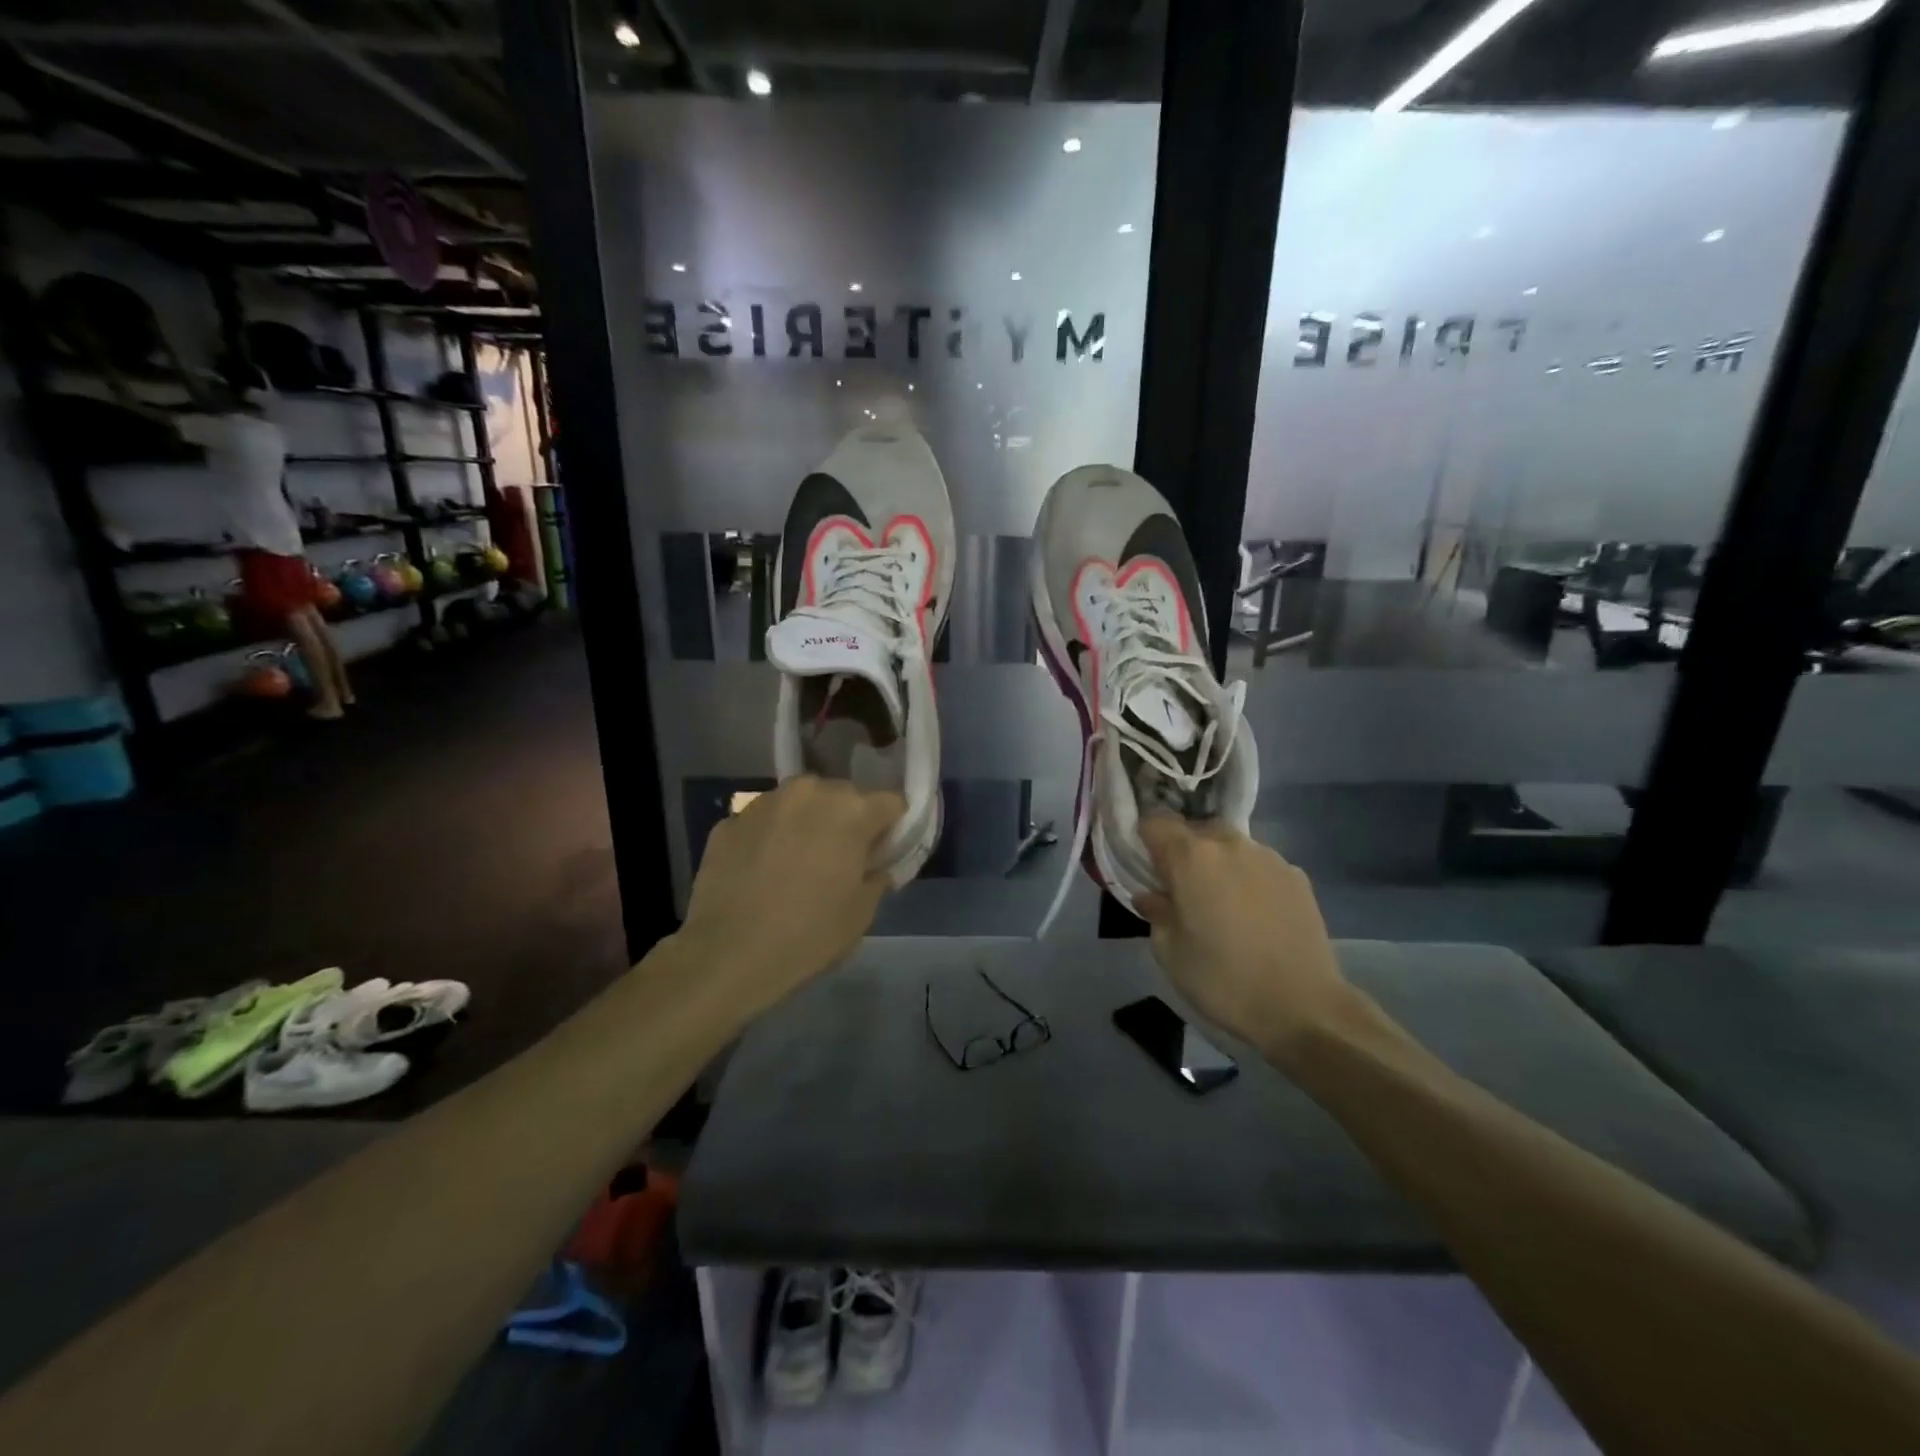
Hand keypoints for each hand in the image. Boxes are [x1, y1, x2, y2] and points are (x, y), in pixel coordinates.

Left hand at [678, 776, 903, 1016]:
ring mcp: (765, 802)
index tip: (882, 854)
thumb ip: (878, 875)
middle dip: (847, 821)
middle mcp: (810, 792)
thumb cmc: (809, 934)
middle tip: (839, 860)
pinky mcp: (729, 820)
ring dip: (806, 824)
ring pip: (800, 804)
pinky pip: (764, 822)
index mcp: (852, 810)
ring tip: (797, 864)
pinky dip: (770, 838)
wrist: (727, 954)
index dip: (891, 829)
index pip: (891, 803)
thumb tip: (874, 864)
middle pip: (843, 797)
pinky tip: (762, 873)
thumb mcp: (862, 912)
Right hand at [1135, 816, 1356, 1060]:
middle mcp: (1229, 845)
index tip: (1145, 865)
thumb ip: (1156, 913)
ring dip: (1218, 864)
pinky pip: (1259, 865)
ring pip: (1230, 846)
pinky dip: (1249, 879)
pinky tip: (1255, 915)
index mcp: (1190, 858)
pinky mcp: (1297, 876)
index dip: (1145, 839)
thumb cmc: (1223, 980)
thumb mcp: (1170, 953)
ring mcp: (1268, 857)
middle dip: (1183, 851)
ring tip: (1222, 904)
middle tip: (1181, 889)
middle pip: (1195, 830)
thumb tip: (1150, 896)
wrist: (1304, 1007)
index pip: (1156, 822)